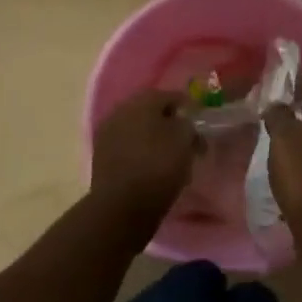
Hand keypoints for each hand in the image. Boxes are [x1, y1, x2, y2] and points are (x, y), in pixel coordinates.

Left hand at [89, 89, 197, 220]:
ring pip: (137, 128)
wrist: (121, 205)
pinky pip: (127, 146)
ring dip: (153, 137)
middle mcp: (121, 110)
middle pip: (150, 110)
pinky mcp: (101, 155)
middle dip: (168, 121)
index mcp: (142, 101)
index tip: (200, 120)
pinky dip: (141, 151)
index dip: (188, 106)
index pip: (170, 95)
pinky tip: (151, 165)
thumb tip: (183, 122)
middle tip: (185, 136)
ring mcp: (108, 132)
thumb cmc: (158, 167)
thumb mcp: (184, 141)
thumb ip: (188, 124)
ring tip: (169, 154)